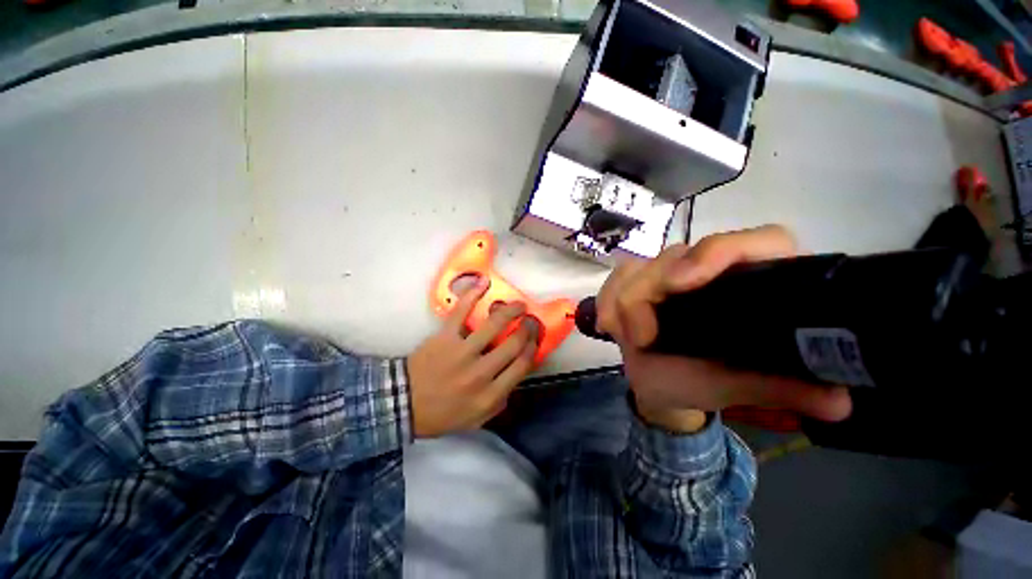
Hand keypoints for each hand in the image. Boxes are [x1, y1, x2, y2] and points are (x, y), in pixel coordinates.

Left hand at [408, 277, 536, 437]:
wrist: (403, 404)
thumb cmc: (442, 413)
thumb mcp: (476, 419)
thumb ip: (500, 401)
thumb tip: (515, 376)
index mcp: (490, 394)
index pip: (522, 365)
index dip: (533, 347)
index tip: (535, 338)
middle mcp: (480, 372)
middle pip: (514, 343)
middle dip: (527, 328)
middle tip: (530, 320)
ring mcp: (462, 352)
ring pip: (494, 324)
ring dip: (512, 310)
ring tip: (519, 305)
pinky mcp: (444, 337)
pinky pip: (461, 311)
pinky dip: (473, 294)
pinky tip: (484, 282)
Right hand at [595, 226, 851, 432]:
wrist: (661, 386)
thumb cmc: (701, 383)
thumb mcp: (738, 386)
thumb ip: (781, 389)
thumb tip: (838, 400)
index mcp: (751, 283)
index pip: (757, 242)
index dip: (721, 252)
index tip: (682, 283)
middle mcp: (710, 270)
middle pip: (677, 255)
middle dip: (648, 293)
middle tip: (641, 337)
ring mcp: (669, 274)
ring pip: (639, 267)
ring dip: (624, 301)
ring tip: (626, 338)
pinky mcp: (637, 281)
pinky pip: (616, 278)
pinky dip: (607, 298)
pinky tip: (608, 325)